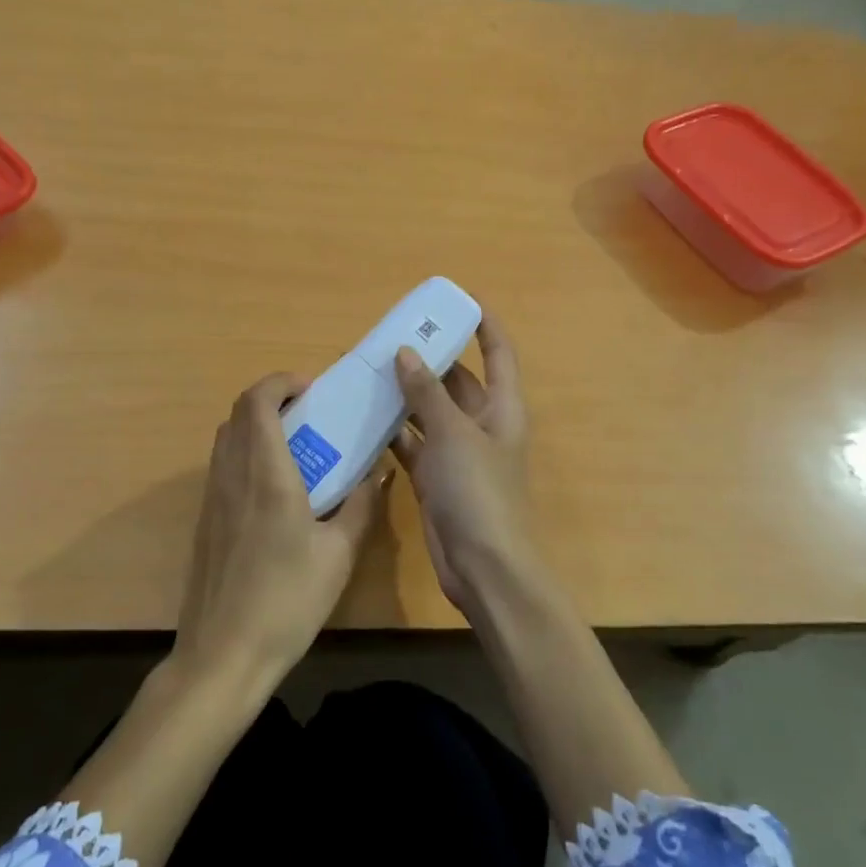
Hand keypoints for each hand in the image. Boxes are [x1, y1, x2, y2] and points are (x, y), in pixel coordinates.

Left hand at [173, 372, 387, 688]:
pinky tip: (276, 491)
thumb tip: (377, 472)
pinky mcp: (205, 522)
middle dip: (271, 400)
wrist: (223, 656)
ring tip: (297, 448)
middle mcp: (231, 476)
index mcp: (266, 474)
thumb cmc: (287, 601)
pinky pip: (222, 467)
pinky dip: (246, 455)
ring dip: (256, 427)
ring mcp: (212, 499)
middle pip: (237, 413)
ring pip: (226, 439)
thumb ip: (361, 505)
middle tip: (310, 414)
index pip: (257, 402)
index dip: (281, 383)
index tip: (312, 390)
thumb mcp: (339, 554)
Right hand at [391, 317, 541, 617]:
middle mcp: (481, 425)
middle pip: (457, 380)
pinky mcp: (435, 478)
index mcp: (501, 408)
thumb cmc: (478, 491)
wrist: (483, 567)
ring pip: (429, 412)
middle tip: (390, 337)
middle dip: (429, 359)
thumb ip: (427, 393)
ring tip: (369, 370)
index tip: (458, 299)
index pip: (498, 353)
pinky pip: (412, 444)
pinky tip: (364, 417)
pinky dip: (392, 432)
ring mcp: (457, 453)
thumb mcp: (453, 434)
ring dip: (405, 395)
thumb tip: (405, 353)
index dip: (484, 324)